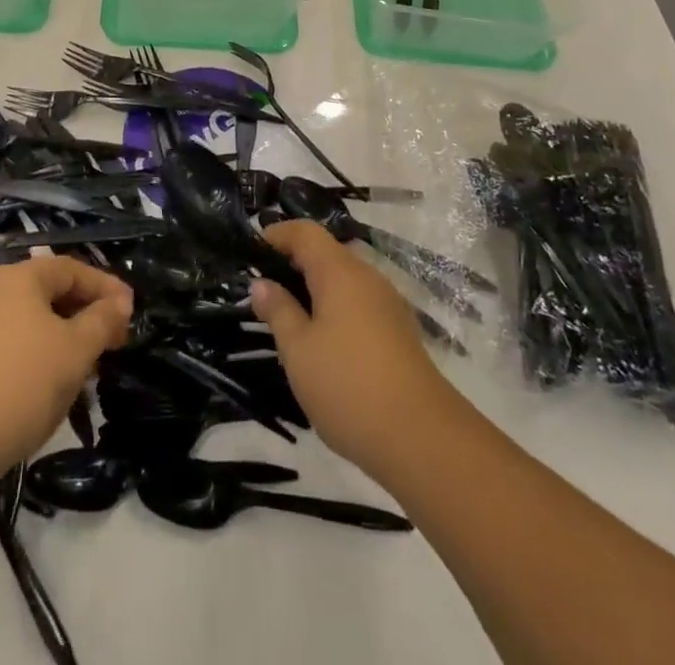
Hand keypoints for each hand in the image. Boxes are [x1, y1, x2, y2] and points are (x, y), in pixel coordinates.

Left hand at [0, 257, 131, 477]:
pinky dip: (35, 352)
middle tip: (112, 341)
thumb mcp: (75, 351)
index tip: (130, 312)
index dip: (105, 287)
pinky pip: (8, 341)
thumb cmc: (20, 384)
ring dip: (61, 336)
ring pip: (28, 319)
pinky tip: (47, 383)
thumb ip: (102, 321)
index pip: (72, 269)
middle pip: (48, 291)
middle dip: (84, 313)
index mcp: (19, 276)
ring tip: (84, 367)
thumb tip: (120, 303)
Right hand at [251, 221, 455, 477]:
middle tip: (263, 289)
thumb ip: (278, 311)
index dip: (277, 234)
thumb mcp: (298, 350)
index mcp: (340, 272)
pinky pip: (359, 305)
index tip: (250, 252)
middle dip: (293, 264)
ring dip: (314, 289)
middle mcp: (367, 278)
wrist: (424, 440)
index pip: (305, 232)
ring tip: (287, 318)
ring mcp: (388, 306)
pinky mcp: (399, 333)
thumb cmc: (348, 386)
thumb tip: (261, 283)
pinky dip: (335, 310)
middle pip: (326, 254)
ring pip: (344, 281)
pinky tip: (322, 343)